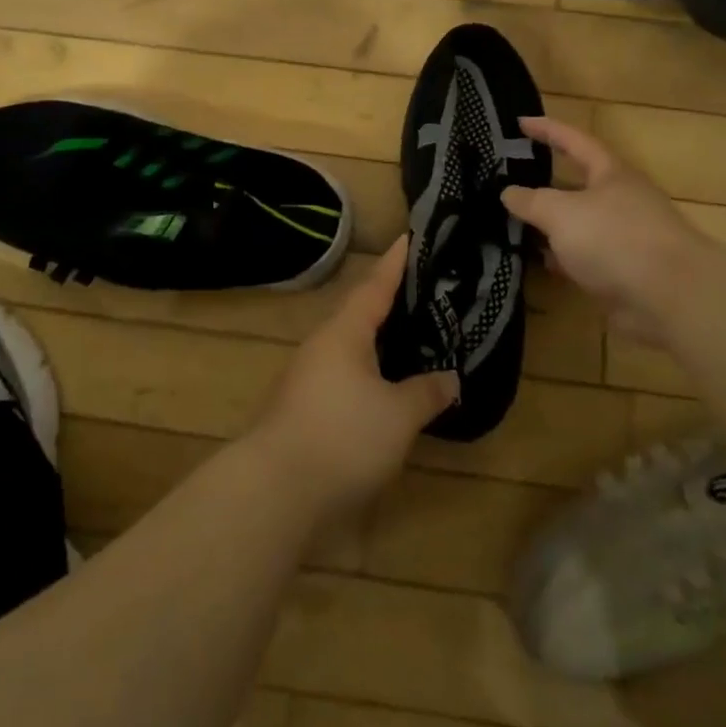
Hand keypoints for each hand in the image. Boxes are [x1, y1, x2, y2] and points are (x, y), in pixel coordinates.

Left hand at [250, 237, 457, 515]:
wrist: (275, 490)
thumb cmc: (342, 437)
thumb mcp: (398, 415)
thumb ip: (426, 392)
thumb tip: (450, 377)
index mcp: (345, 332)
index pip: (376, 285)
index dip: (396, 262)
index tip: (410, 236)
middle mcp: (323, 345)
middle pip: (361, 313)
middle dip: (391, 300)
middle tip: (424, 288)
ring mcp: (308, 376)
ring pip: (352, 345)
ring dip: (380, 338)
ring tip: (413, 334)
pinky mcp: (304, 407)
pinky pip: (345, 374)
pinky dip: (370, 369)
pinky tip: (387, 385)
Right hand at [503, 116, 703, 321]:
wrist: (672, 299)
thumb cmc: (616, 239)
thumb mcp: (562, 213)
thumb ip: (531, 201)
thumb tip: (508, 192)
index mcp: (611, 174)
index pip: (574, 140)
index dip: (547, 130)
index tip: (520, 122)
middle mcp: (620, 200)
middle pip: (577, 184)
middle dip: (545, 183)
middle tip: (510, 181)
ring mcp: (625, 237)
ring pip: (579, 224)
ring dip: (551, 225)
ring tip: (514, 225)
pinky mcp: (624, 272)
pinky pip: (585, 257)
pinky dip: (563, 258)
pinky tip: (541, 263)